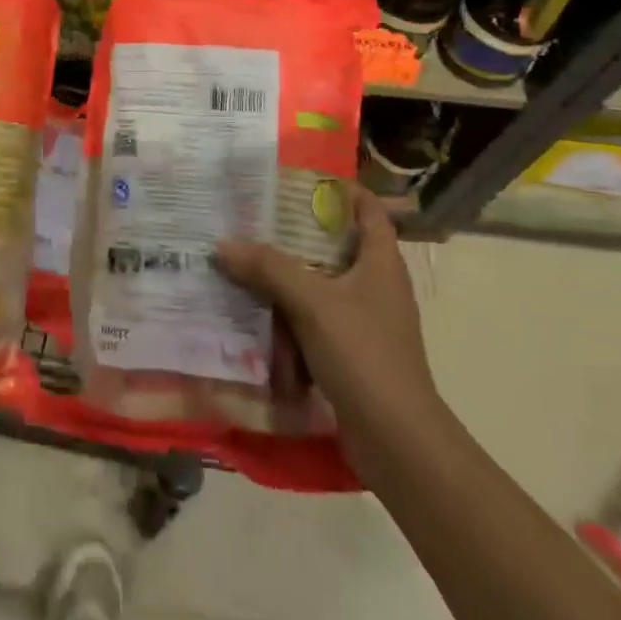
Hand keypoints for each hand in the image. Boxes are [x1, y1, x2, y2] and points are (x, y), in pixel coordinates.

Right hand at [216, 186, 436, 432]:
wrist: (397, 440)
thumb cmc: (364, 355)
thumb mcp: (313, 303)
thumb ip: (269, 268)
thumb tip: (223, 244)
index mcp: (381, 261)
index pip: (367, 208)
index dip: (338, 188)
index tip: (294, 179)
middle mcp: (376, 284)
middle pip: (335, 244)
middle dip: (295, 232)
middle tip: (253, 217)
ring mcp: (365, 320)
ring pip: (320, 284)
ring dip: (287, 276)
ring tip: (245, 259)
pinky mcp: (351, 352)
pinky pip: (314, 320)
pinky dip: (289, 314)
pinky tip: (256, 313)